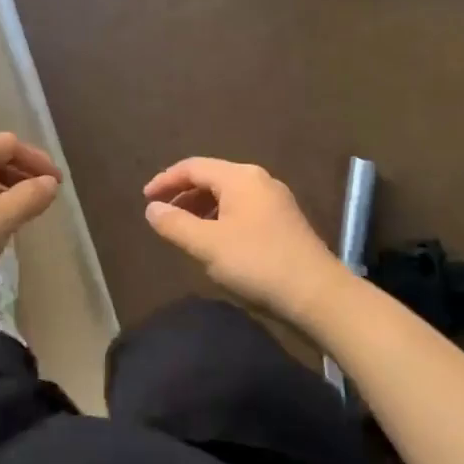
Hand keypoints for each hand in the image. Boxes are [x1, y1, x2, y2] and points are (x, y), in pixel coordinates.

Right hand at [143, 158, 345, 325]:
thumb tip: (152, 208)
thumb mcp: (207, 245)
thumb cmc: (257, 264)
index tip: (145, 199)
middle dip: (183, 194)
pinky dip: (220, 218)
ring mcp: (275, 201)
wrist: (318, 296)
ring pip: (228, 194)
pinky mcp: (284, 222)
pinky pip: (242, 209)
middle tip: (162, 215)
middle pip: (211, 177)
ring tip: (184, 230)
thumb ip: (175, 224)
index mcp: (239, 177)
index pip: (193, 167)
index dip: (165, 180)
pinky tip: (215, 241)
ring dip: (201, 208)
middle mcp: (259, 180)